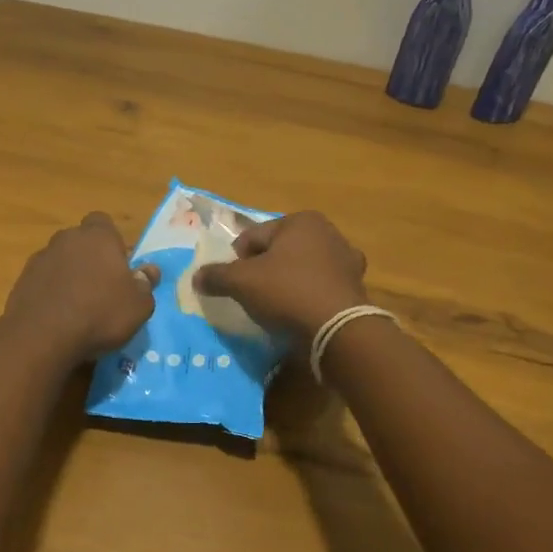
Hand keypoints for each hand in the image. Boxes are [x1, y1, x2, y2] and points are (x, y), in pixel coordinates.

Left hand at [0, 213, 159, 365]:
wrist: (42, 336)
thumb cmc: (100, 314)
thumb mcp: (138, 305)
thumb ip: (145, 284)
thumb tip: (149, 270)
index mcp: (98, 236)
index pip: (103, 222)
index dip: (111, 240)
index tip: (118, 264)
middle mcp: (66, 239)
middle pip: (80, 241)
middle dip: (89, 257)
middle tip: (101, 286)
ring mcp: (40, 258)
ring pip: (60, 260)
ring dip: (69, 275)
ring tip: (78, 305)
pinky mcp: (22, 280)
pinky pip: (43, 280)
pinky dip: (51, 291)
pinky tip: (58, 315)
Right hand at [194, 211, 367, 340]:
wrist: (337, 330)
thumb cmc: (286, 292)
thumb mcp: (241, 282)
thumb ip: (216, 276)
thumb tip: (196, 277)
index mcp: (301, 220)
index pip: (252, 237)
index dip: (237, 261)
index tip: (235, 285)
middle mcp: (328, 232)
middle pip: (278, 251)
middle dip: (264, 271)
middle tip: (254, 297)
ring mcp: (346, 260)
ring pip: (301, 269)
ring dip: (287, 284)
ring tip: (276, 308)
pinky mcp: (356, 287)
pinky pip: (320, 288)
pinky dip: (308, 297)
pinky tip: (300, 315)